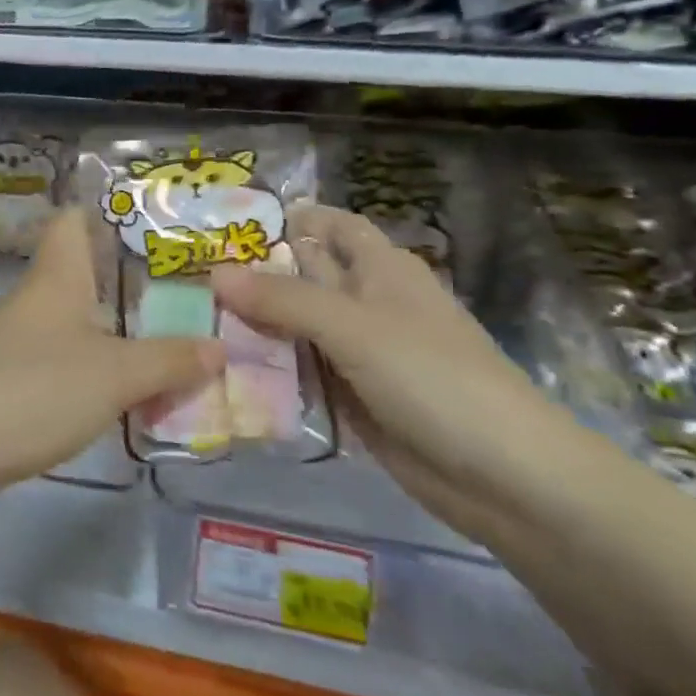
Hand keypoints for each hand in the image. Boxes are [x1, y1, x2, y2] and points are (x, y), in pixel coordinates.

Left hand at [0, 208, 223, 502]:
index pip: (72, 220)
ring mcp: (8, 340)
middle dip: (126, 282)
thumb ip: (168, 360)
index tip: (153, 221)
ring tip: (161, 345)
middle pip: (78, 273)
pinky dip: (87, 368)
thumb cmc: (33, 389)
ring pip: (69, 321)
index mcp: (55, 278)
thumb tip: (219, 345)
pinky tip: (113, 392)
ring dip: (111, 331)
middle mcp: (30, 299)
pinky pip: (55, 360)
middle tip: (180, 294)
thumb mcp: (113, 376)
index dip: (106, 211)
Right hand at [212, 203, 590, 542]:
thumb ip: (282, 299)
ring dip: (256, 323)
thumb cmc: (433, 376)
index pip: (333, 226)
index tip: (233, 219)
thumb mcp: (352, 327)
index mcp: (381, 269)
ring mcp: (360, 353)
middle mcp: (368, 303)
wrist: (505, 477)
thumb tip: (214, 273)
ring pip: (298, 326)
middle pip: (306, 275)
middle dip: (257, 272)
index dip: (293, 217)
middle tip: (190, 271)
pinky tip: (226, 366)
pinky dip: (271, 367)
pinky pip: (304, 371)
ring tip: (192, 317)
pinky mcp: (354, 397)